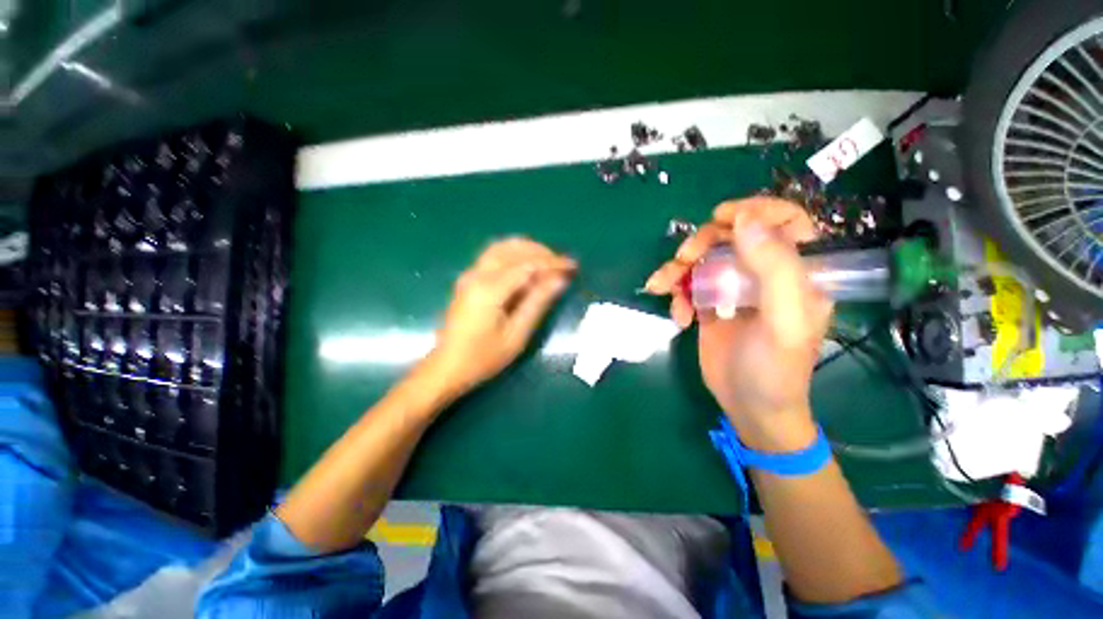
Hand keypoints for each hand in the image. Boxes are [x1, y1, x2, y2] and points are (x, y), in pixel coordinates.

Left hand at [424, 237, 576, 400]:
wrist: (446, 368)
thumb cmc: (483, 358)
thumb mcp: (516, 335)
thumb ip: (538, 303)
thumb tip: (560, 280)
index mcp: (489, 289)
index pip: (528, 265)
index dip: (552, 262)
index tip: (573, 265)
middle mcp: (477, 274)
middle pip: (513, 248)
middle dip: (541, 252)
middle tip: (562, 264)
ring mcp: (469, 275)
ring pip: (501, 248)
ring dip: (527, 250)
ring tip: (548, 262)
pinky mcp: (468, 280)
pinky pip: (493, 256)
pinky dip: (514, 255)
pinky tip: (527, 268)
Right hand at [645, 198, 831, 449]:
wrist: (750, 407)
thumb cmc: (775, 368)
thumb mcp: (784, 321)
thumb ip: (775, 268)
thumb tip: (745, 221)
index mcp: (797, 271)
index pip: (786, 221)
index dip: (756, 210)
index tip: (723, 218)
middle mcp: (764, 273)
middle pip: (732, 236)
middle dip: (702, 243)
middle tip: (683, 259)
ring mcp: (733, 288)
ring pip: (703, 259)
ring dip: (677, 269)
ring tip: (661, 287)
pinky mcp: (710, 304)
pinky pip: (688, 285)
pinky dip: (676, 295)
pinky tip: (678, 317)